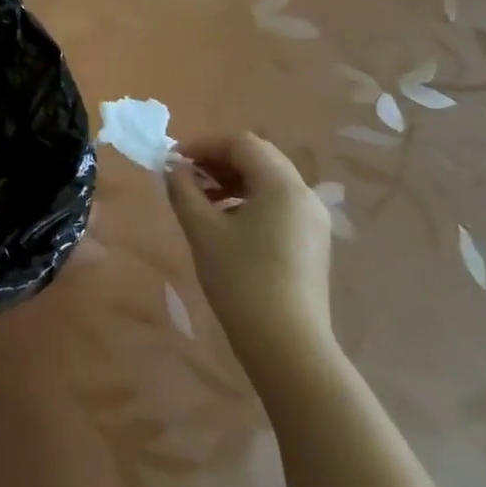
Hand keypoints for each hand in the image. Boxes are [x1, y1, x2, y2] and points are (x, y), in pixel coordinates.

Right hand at [165, 133, 336, 383]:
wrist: (287, 343)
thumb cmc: (241, 279)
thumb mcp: (202, 231)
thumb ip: (183, 191)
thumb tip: (173, 168)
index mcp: (281, 184)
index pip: (241, 143)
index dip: (204, 144)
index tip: (174, 160)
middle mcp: (304, 194)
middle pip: (258, 158)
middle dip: (218, 161)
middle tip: (185, 177)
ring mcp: (312, 219)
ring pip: (269, 181)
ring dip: (232, 180)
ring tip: (201, 201)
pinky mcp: (312, 241)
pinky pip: (278, 204)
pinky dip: (249, 200)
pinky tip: (226, 223)